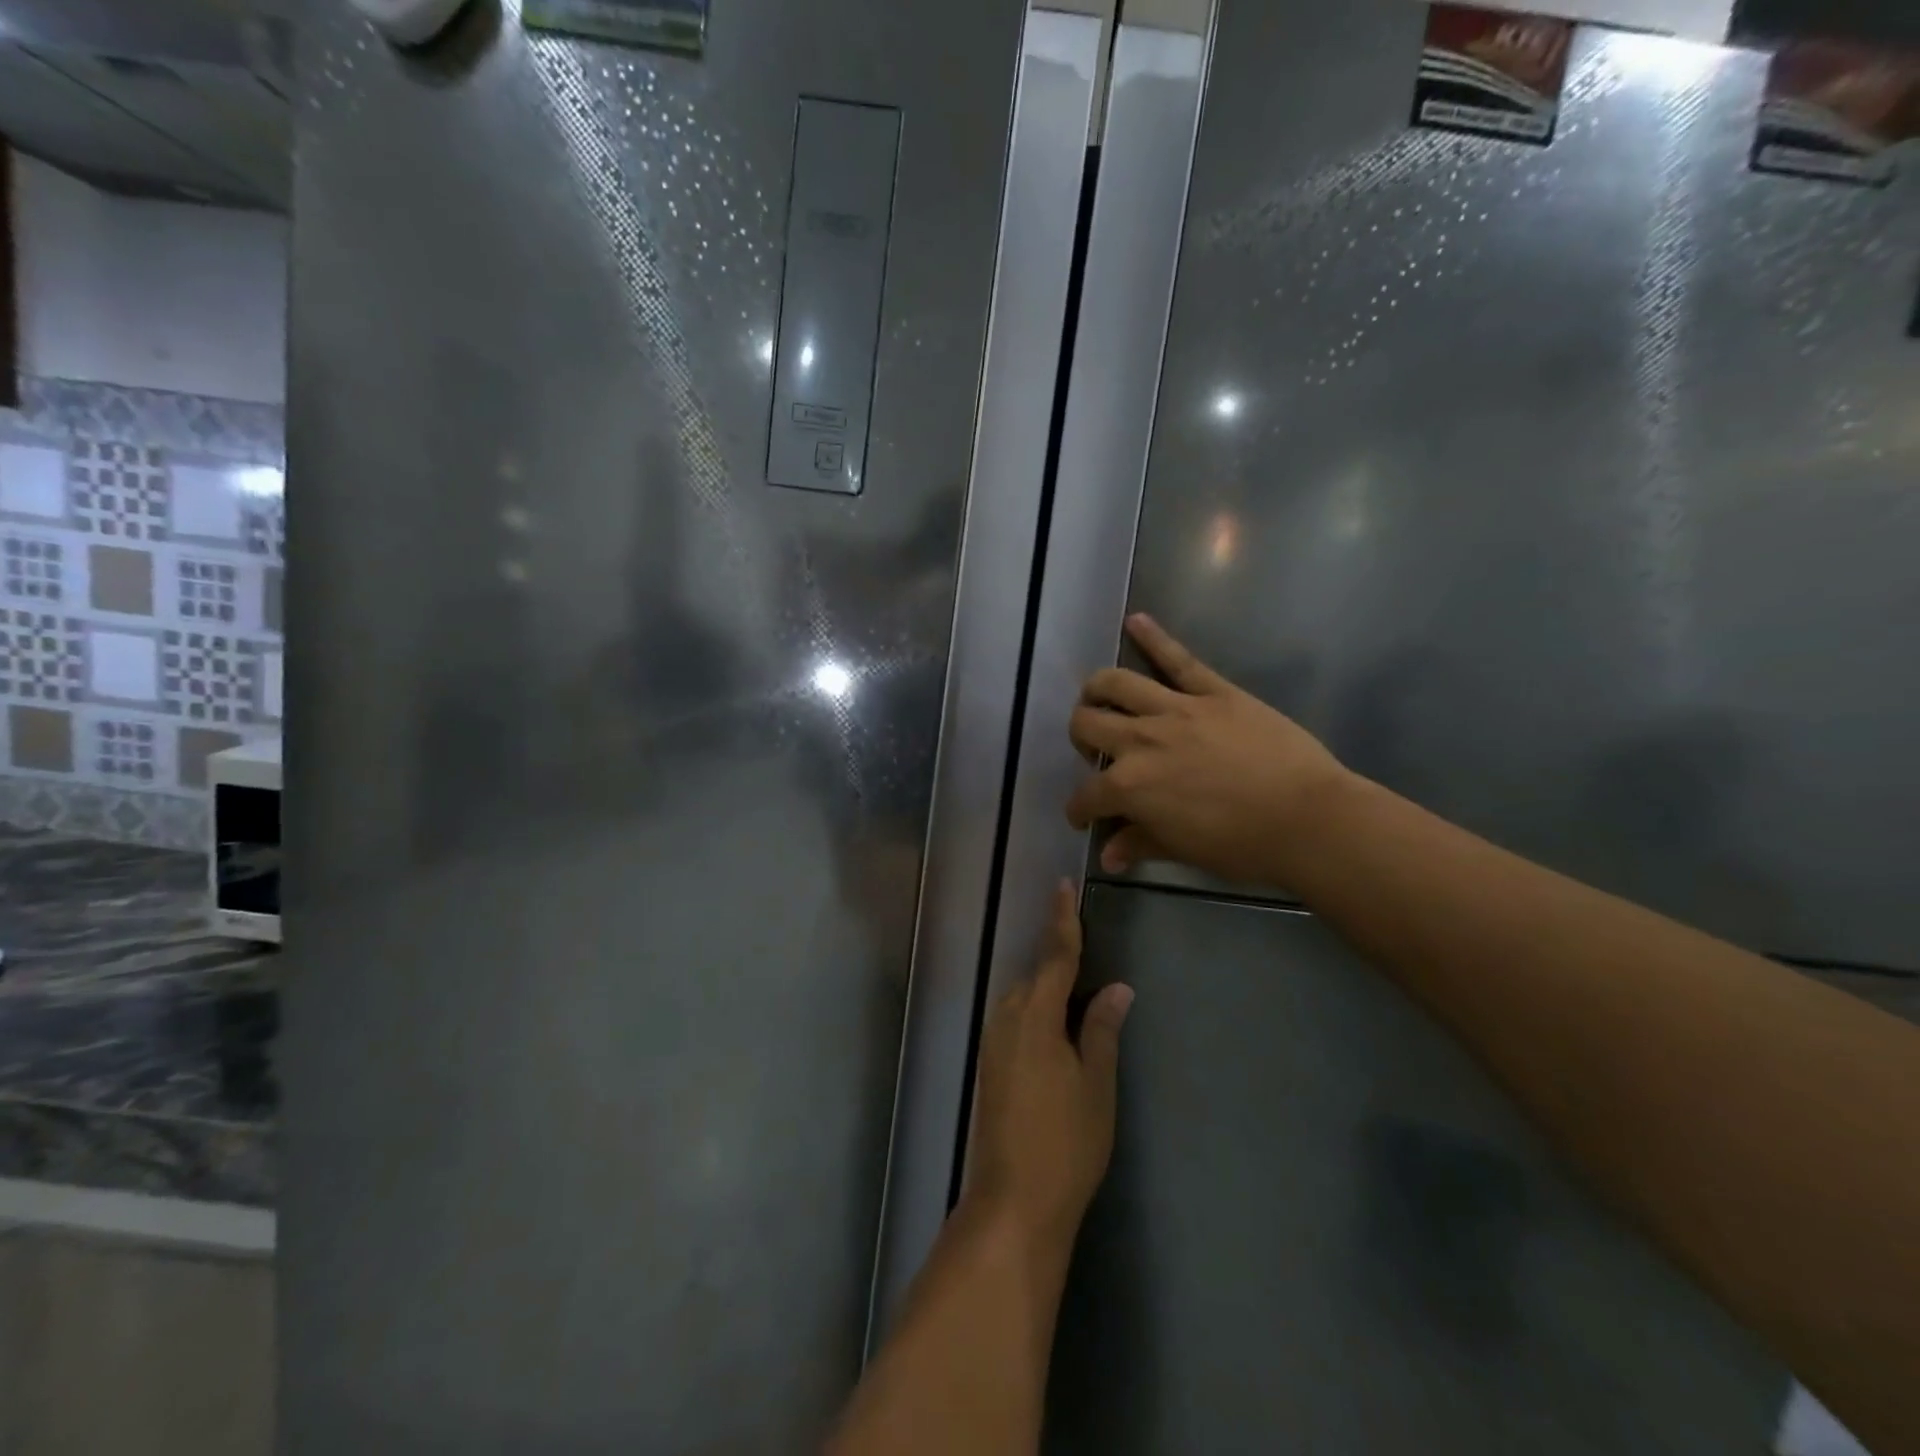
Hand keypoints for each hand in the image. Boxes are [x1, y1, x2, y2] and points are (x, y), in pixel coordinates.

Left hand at [965, 884, 1133, 1252]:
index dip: (1062, 922)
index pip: (1054, 957)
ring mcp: (992, 1044)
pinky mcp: (988, 1067)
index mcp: (1034, 1016)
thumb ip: (1102, 1029)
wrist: (1014, 1202)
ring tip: (1080, 1004)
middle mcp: (1006, 1020)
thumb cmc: (1066, 1142)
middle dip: (1059, 967)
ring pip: (1023, 1001)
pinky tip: (1056, 1037)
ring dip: (1048, 994)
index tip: (1063, 887)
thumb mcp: (1096, 1084)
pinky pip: (1015, 1023)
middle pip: (1035, 978)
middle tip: (1092, 967)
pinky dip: (1036, 1016)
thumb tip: (1117, 988)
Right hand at [1067, 614, 1349, 886]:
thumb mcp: (1182, 851)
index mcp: (1130, 786)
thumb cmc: (1242, 845)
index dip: (1080, 809)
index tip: (1085, 817)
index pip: (1086, 795)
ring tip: (1098, 697)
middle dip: (1081, 739)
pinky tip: (1135, 621)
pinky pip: (1177, 659)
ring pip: (1115, 683)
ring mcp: (1176, 710)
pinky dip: (1153, 637)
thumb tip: (1108, 855)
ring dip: (1097, 690)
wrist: (1306, 818)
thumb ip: (1139, 844)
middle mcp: (1140, 740)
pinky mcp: (1212, 691)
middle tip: (1095, 752)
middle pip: (1088, 725)